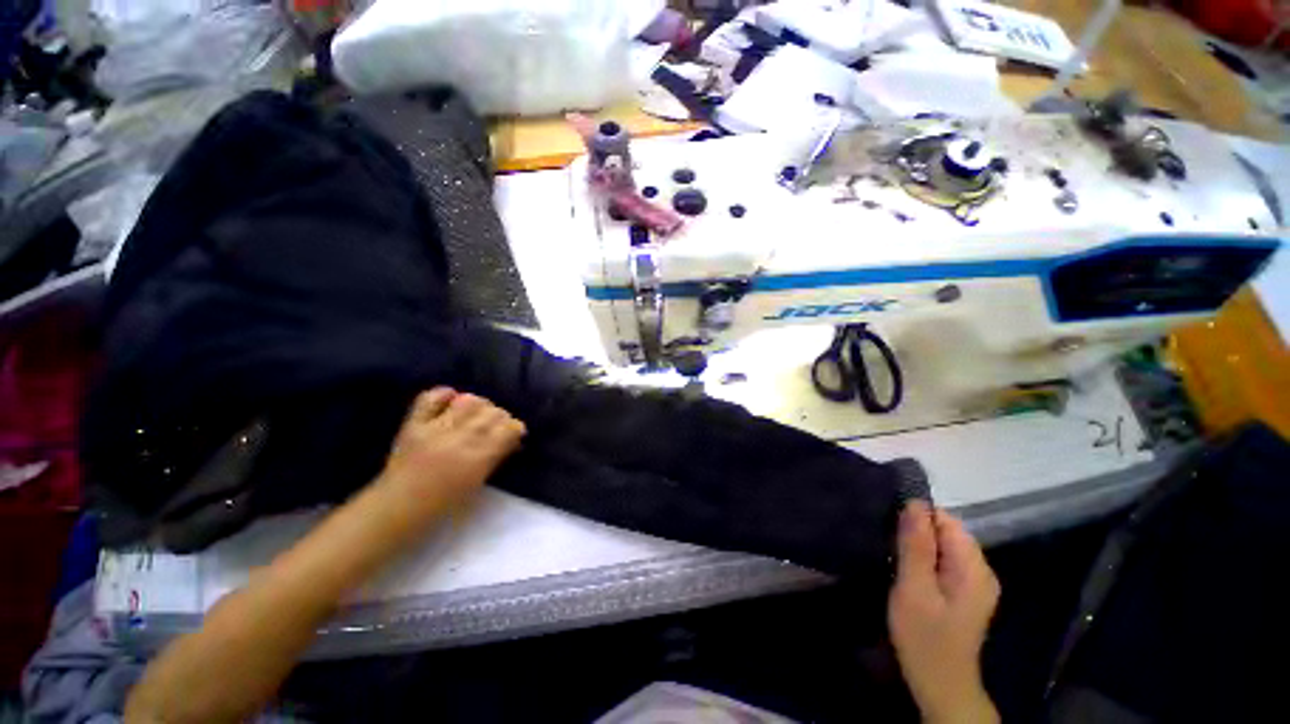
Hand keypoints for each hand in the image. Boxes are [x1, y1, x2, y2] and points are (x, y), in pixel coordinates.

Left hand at [378, 388, 525, 521]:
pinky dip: (444, 394)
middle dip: (500, 417)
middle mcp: (460, 440)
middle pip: (493, 413)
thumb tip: (513, 440)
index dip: (516, 428)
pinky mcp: (414, 423)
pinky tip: (451, 400)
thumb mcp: (477, 485)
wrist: (396, 508)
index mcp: (478, 459)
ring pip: (469, 401)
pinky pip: (431, 397)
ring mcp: (435, 429)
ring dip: (479, 404)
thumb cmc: (442, 504)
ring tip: (477, 413)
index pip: (509, 429)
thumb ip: (496, 458)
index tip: (514, 434)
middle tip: (497, 425)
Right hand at [888, 501, 1000, 723]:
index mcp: (974, 568)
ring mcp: (974, 583)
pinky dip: (923, 560)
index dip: (917, 517)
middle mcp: (981, 570)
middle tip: (888, 545)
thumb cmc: (925, 637)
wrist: (940, 685)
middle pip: (946, 532)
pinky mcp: (963, 592)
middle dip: (916, 532)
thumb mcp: (914, 589)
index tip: (890, 526)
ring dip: (917, 546)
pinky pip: (942, 561)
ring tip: (893, 556)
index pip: (947, 520)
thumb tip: (914, 504)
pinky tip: (906, 572)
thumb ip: (916, 546)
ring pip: (942, 546)